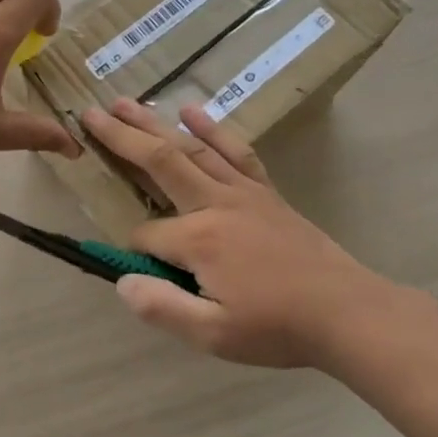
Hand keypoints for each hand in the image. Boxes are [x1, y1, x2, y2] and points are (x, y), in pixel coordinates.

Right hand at [81, 99, 424, 370]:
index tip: (140, 272)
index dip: (134, 250)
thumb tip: (121, 280)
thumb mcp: (213, 334)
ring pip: (191, 148)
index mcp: (198, 239)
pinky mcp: (265, 191)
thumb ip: (161, 307)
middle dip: (121, 138)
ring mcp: (243, 192)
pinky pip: (235, 151)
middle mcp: (215, 203)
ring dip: (155, 123)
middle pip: (159, 162)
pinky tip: (192, 112)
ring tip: (126, 101)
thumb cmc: (277, 327)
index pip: (146, 234)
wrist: (348, 312)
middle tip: (89, 113)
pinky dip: (212, 129)